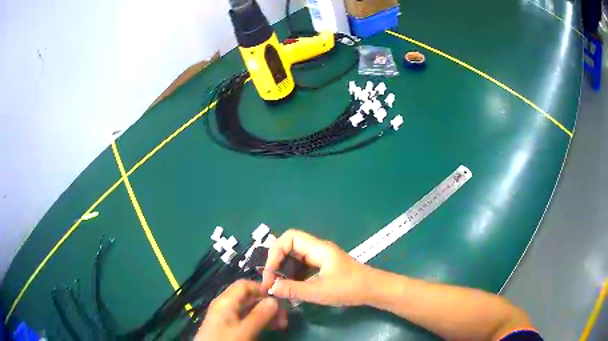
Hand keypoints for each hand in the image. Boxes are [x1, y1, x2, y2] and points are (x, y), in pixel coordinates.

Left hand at [196, 280, 285, 340]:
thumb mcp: (244, 330)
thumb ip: (259, 315)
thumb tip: (274, 300)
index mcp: (225, 301)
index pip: (244, 285)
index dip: (261, 288)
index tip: (279, 297)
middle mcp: (226, 305)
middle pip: (249, 297)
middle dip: (267, 304)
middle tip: (284, 317)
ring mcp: (227, 316)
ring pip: (249, 309)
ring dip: (266, 314)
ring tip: (281, 325)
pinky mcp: (229, 326)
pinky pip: (246, 318)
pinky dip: (259, 321)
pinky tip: (271, 328)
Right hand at [262, 229, 374, 305]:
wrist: (374, 290)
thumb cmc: (350, 288)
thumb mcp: (319, 291)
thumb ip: (294, 289)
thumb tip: (271, 287)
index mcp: (318, 249)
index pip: (290, 237)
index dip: (276, 251)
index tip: (271, 271)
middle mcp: (318, 250)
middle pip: (290, 247)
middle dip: (277, 262)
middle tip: (271, 280)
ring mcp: (321, 259)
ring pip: (295, 259)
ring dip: (285, 270)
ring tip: (278, 286)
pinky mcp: (323, 268)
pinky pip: (303, 268)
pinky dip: (294, 276)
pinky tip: (291, 289)